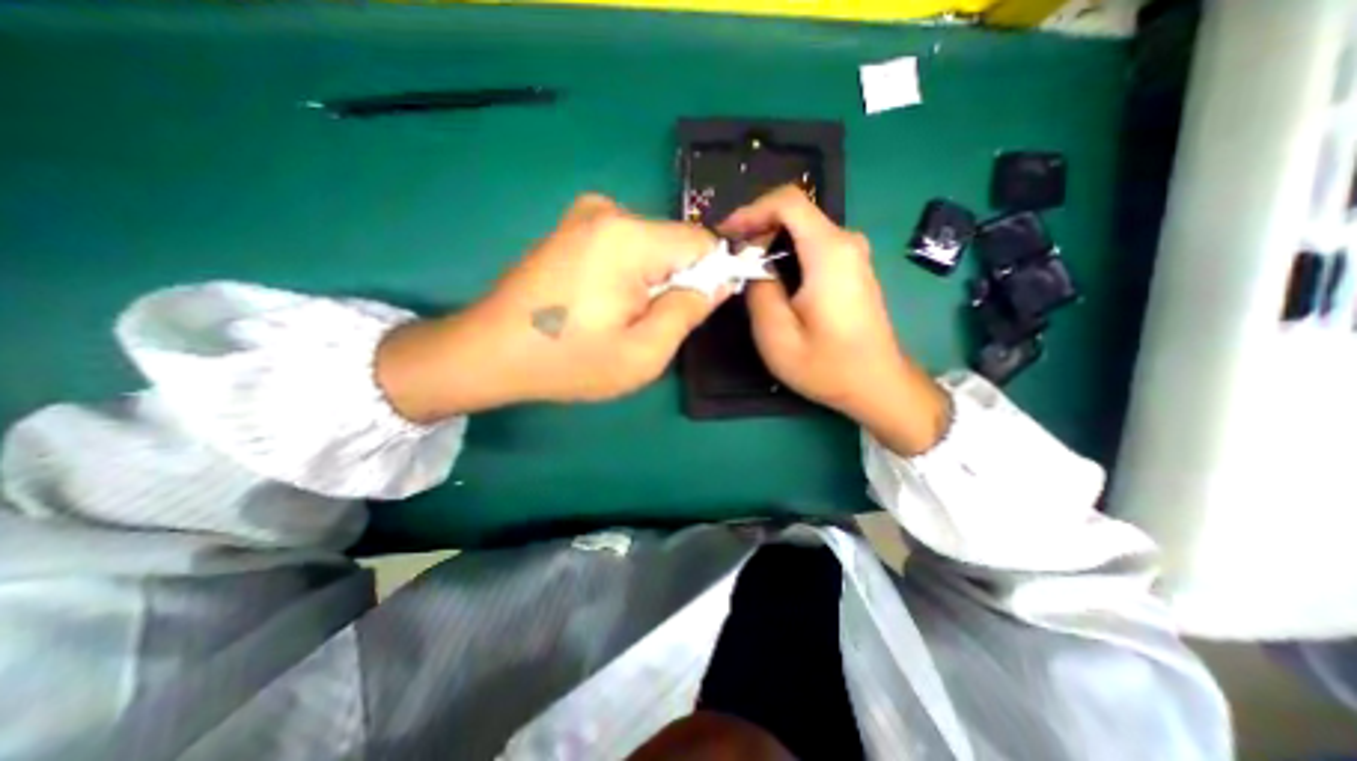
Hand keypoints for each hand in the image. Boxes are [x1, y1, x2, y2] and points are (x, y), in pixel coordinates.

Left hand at [374, 194, 725, 420]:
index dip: (711, 276)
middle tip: (646, 324)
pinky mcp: (572, 227)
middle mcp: (609, 211)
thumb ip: (689, 311)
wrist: (489, 352)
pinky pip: (626, 247)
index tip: (691, 312)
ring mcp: (585, 215)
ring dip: (651, 282)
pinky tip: (601, 303)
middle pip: (675, 244)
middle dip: (676, 283)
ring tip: (619, 317)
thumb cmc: (568, 360)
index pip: (702, 242)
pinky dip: (629, 274)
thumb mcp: (644, 352)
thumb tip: (720, 282)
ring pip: (652, 247)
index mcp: (629, 238)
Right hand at [719, 184, 944, 454]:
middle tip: (731, 258)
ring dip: (770, 243)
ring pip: (803, 230)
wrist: (877, 384)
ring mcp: (853, 255)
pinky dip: (787, 254)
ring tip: (746, 270)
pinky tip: (772, 279)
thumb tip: (755, 268)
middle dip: (757, 229)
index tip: (726, 234)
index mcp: (829, 252)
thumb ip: (759, 292)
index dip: (750, 210)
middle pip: (795, 213)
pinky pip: (813, 246)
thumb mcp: (777, 336)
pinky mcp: (853, 269)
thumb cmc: (827, 366)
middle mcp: (846, 242)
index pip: (788, 201)